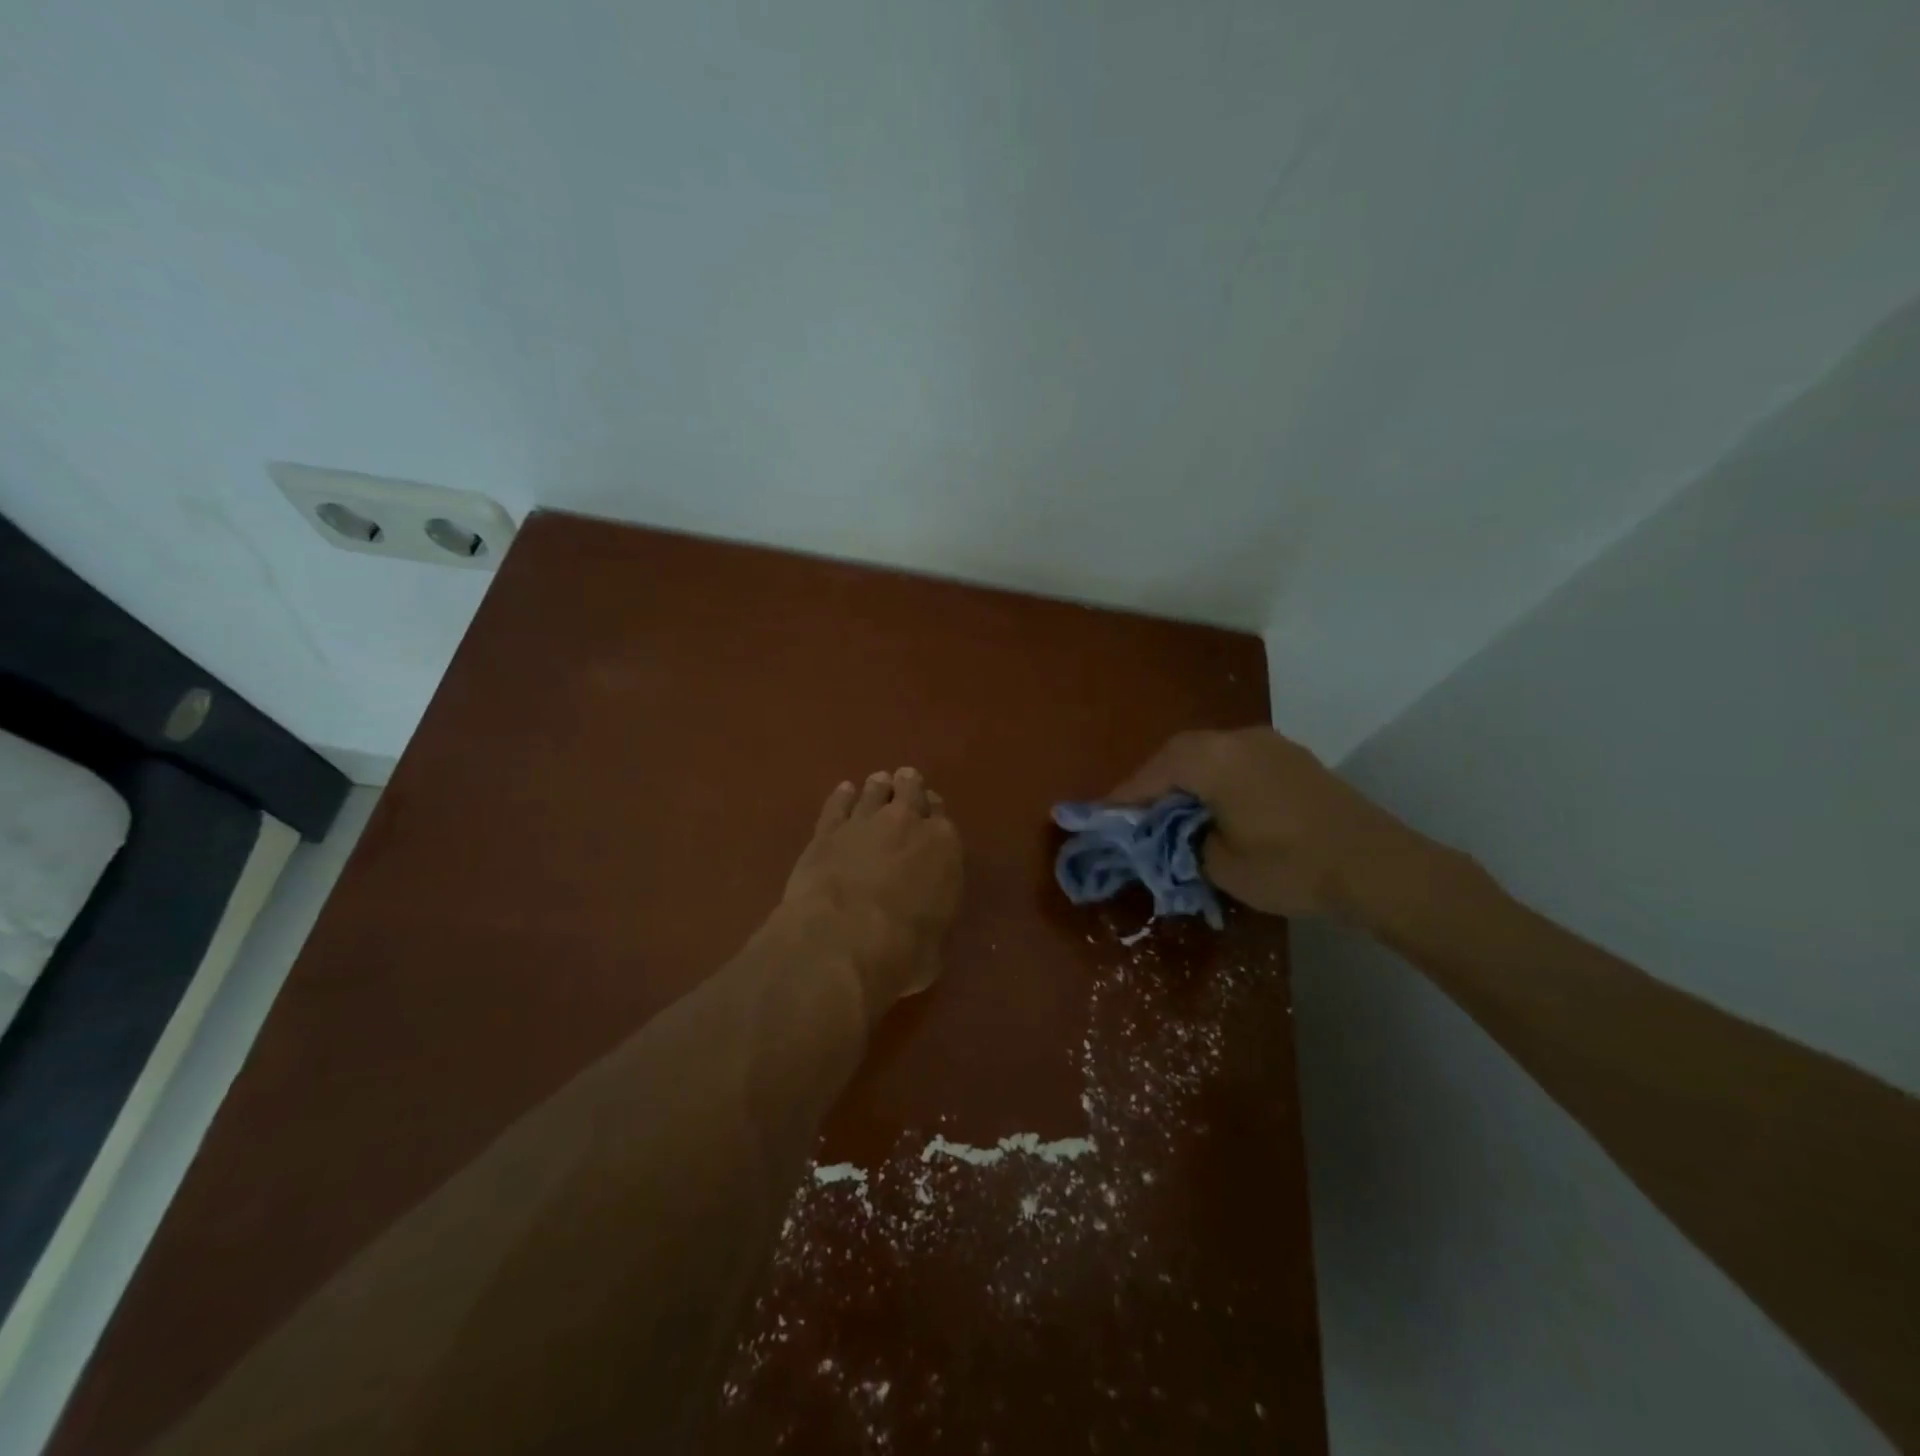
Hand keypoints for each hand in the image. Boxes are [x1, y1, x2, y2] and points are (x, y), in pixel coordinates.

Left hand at [782, 768, 962, 1013]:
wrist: (841, 942)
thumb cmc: (902, 952)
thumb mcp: (936, 947)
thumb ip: (933, 920)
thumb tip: (925, 925)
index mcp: (943, 846)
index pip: (943, 818)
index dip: (935, 816)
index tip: (930, 817)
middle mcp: (906, 823)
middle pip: (910, 790)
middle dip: (909, 788)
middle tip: (906, 785)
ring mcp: (863, 822)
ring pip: (874, 790)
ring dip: (877, 787)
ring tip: (878, 783)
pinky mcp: (826, 832)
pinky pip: (837, 804)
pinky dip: (841, 796)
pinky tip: (843, 791)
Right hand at [1108, 727, 1442, 920]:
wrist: (1378, 866)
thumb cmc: (1291, 866)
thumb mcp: (1220, 865)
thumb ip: (1183, 843)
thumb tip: (1171, 835)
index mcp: (1213, 760)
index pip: (1154, 773)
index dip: (1124, 797)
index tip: (1099, 816)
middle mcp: (1237, 739)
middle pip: (1178, 754)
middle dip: (1152, 783)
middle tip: (1133, 813)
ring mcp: (1269, 744)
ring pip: (1208, 754)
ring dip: (1184, 779)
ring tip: (1170, 810)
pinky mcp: (1291, 758)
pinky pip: (1236, 761)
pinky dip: (1214, 779)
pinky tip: (1213, 805)